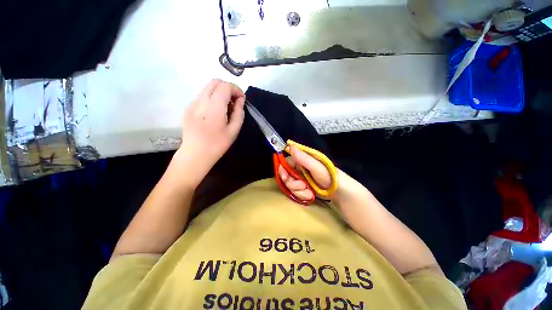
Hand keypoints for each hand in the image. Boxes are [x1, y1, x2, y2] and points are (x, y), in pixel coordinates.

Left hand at [174, 79, 245, 186]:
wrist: (195, 154)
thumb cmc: (218, 144)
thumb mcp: (234, 130)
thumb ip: (239, 112)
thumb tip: (240, 100)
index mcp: (214, 106)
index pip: (225, 86)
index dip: (236, 89)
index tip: (241, 99)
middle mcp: (201, 100)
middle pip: (215, 82)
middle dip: (228, 88)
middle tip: (234, 101)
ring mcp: (192, 103)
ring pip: (207, 88)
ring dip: (219, 93)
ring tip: (225, 108)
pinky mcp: (188, 108)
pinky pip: (202, 96)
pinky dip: (211, 98)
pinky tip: (215, 113)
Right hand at [277, 145, 332, 200]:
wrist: (339, 191)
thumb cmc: (329, 175)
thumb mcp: (316, 166)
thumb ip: (303, 157)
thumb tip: (290, 145)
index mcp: (301, 160)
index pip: (285, 164)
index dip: (283, 171)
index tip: (285, 177)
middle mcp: (299, 169)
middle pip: (286, 176)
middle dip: (292, 184)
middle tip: (302, 186)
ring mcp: (300, 179)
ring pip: (290, 186)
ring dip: (298, 191)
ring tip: (309, 191)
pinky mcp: (302, 188)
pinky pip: (295, 192)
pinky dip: (302, 195)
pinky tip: (310, 195)